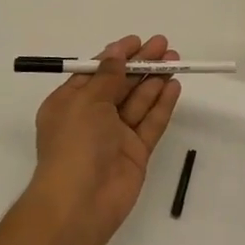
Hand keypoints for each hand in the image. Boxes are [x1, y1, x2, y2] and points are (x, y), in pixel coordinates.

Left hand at [31, 34, 181, 244]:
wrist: (80, 203)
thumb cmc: (74, 144)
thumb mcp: (86, 101)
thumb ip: (107, 76)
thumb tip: (117, 53)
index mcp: (69, 104)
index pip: (95, 73)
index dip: (116, 56)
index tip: (137, 41)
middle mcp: (92, 118)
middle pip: (120, 85)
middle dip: (141, 64)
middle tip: (164, 46)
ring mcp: (115, 137)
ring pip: (138, 102)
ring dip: (155, 80)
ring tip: (175, 60)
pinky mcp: (136, 153)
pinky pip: (150, 123)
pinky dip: (162, 105)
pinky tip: (174, 86)